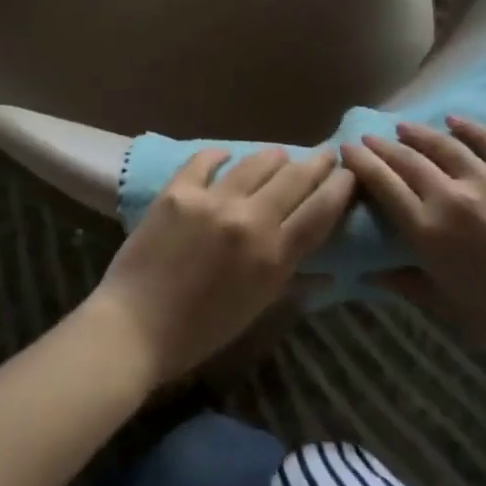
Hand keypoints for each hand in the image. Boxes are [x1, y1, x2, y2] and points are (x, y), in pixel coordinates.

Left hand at [86, 147, 353, 385]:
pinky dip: (219, 156)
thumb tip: (329, 272)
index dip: (340, 187)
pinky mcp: (179, 191)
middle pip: (296, 178)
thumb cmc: (200, 332)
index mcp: (274, 256)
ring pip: (257, 162)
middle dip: (317, 162)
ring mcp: (213, 201)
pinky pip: (206, 160)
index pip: (321, 211)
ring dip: (275, 157)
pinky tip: (225, 155)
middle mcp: (250, 220)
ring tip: (280, 155)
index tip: (350, 173)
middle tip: (327, 153)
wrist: (135, 328)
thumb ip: (292, 281)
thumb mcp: (256, 310)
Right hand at [343, 117, 485, 366]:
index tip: (348, 149)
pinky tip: (453, 120)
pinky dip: (467, 127)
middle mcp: (451, 197)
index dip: (361, 163)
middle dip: (382, 145)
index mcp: (428, 232)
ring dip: (418, 132)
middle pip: (406, 159)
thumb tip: (367, 274)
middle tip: (369, 137)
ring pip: (443, 144)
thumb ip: (405, 284)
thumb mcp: (449, 308)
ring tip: (404, 126)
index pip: (383, 184)